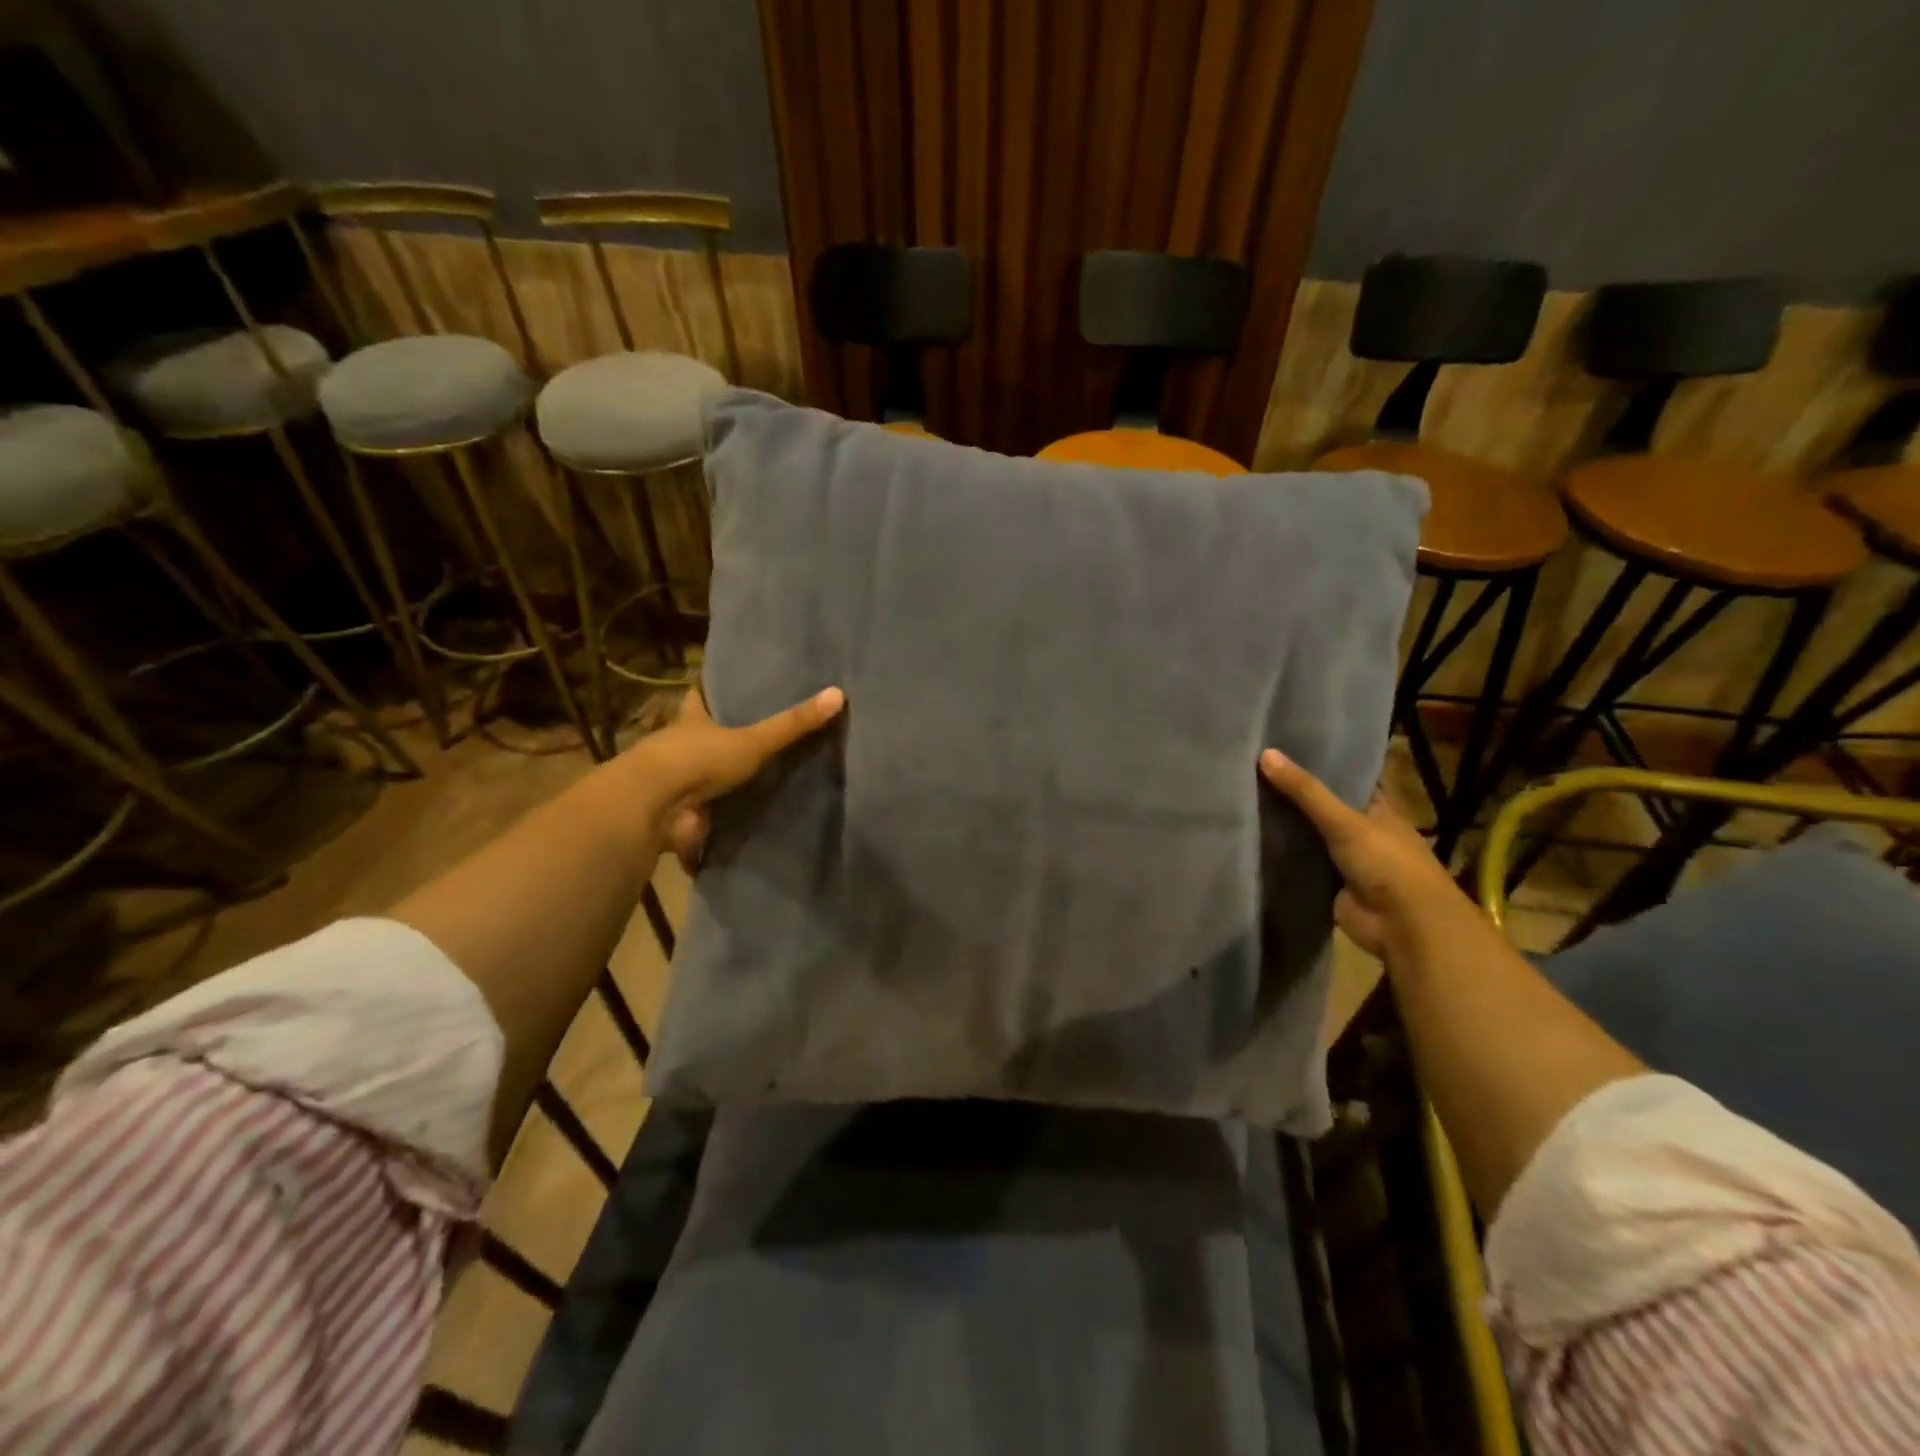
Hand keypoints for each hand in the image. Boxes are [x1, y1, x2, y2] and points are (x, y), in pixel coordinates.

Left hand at [639, 685, 844, 868]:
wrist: (655, 808)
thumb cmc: (698, 760)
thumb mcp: (752, 739)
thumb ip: (792, 724)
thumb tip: (839, 694)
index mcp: (692, 722)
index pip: (700, 696)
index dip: (711, 689)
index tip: (728, 683)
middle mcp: (680, 749)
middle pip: (703, 737)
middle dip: (723, 739)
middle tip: (759, 734)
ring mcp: (678, 785)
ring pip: (704, 778)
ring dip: (723, 783)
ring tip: (764, 782)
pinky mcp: (683, 817)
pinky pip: (708, 818)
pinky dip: (722, 823)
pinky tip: (748, 824)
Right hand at [1259, 748, 1470, 961]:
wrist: (1404, 925)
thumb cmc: (1387, 862)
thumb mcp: (1345, 820)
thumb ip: (1305, 791)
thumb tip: (1264, 753)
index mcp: (1377, 808)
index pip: (1345, 779)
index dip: (1318, 764)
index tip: (1282, 748)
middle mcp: (1361, 831)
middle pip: (1321, 807)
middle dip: (1293, 795)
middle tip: (1251, 771)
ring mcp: (1344, 859)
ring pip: (1308, 836)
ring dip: (1284, 826)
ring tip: (1241, 798)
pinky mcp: (1328, 884)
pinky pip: (1299, 863)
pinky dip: (1280, 856)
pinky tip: (1249, 838)